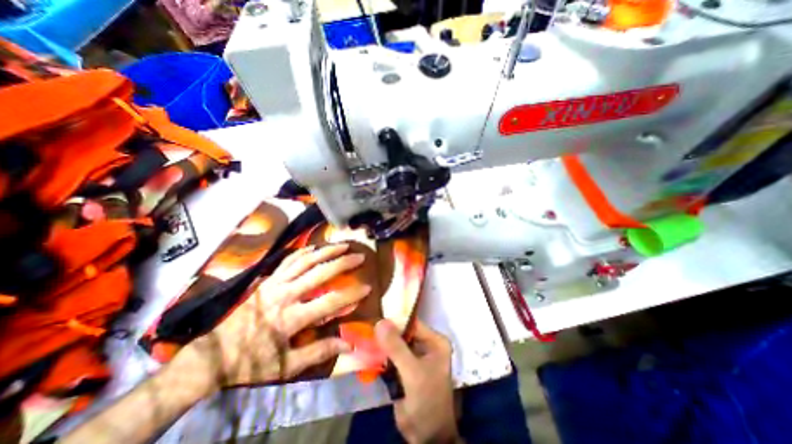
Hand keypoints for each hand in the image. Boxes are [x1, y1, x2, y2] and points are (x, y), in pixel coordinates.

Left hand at [182, 243, 371, 392]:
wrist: (213, 355)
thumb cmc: (252, 362)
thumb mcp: (286, 366)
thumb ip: (318, 352)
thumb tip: (348, 345)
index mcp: (291, 318)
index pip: (329, 302)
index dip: (351, 294)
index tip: (368, 288)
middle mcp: (285, 295)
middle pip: (319, 273)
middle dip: (342, 263)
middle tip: (359, 256)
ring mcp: (274, 284)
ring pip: (305, 261)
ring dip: (326, 251)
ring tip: (342, 245)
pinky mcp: (267, 280)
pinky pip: (288, 260)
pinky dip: (304, 251)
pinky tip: (316, 247)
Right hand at [374, 320, 458, 439]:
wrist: (426, 437)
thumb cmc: (426, 401)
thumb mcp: (412, 373)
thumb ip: (396, 347)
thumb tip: (380, 322)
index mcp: (435, 341)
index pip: (413, 323)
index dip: (395, 319)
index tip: (375, 316)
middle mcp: (427, 345)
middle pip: (403, 331)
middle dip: (386, 331)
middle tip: (366, 326)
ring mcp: (415, 356)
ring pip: (395, 342)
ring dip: (381, 342)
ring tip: (364, 334)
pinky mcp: (405, 367)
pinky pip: (391, 355)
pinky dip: (380, 353)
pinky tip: (367, 349)